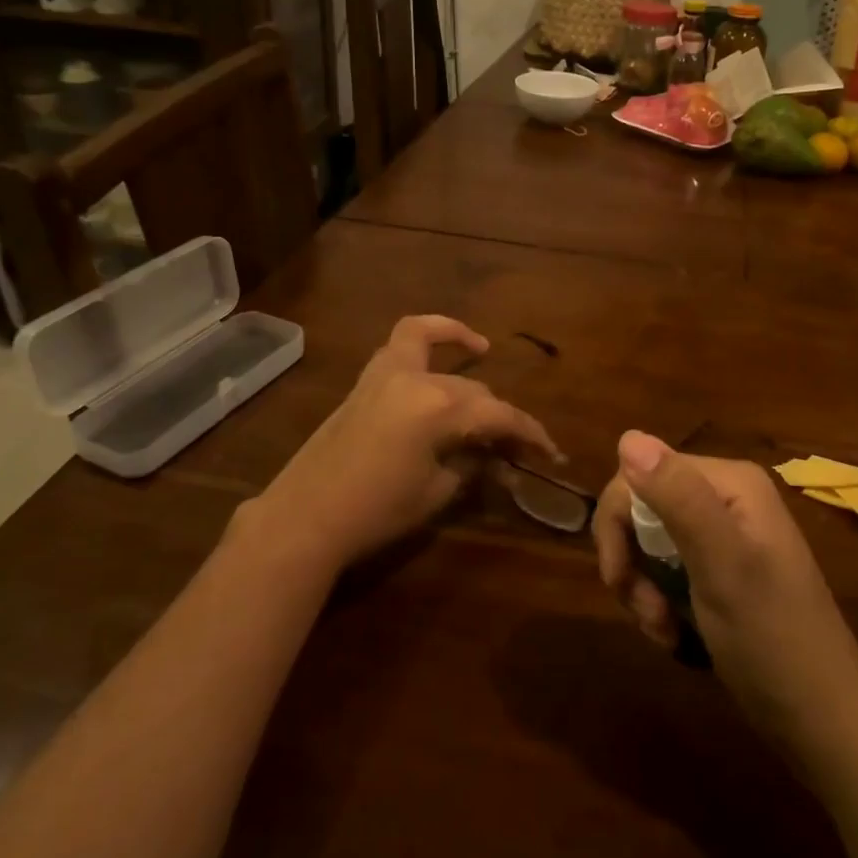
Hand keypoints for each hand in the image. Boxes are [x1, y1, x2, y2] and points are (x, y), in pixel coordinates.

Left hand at [248, 316, 559, 577]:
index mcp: (439, 407)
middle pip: (472, 388)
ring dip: (456, 340)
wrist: (306, 517)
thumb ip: (471, 464)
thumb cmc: (377, 511)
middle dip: (498, 414)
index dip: (529, 432)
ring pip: (429, 342)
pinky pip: (398, 346)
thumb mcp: (436, 491)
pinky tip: (433, 358)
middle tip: (514, 444)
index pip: (498, 414)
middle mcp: (415, 379)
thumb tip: (495, 457)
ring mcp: (384, 374)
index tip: (551, 451)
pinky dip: (421, 341)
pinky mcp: (364, 383)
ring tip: (480, 348)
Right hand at [591, 431, 857, 764]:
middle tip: (645, 613)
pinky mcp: (720, 571)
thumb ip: (678, 498)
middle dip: (631, 562)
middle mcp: (725, 497)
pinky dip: (658, 601)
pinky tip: (673, 633)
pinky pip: (666, 569)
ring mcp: (723, 535)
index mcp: (729, 482)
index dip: (617, 524)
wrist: (825, 722)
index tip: (618, 580)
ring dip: (642, 588)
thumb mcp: (722, 565)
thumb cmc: (773, 639)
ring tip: (663, 629)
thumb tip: (628, 436)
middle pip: (641, 508)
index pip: (639, 474)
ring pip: (648, 542)